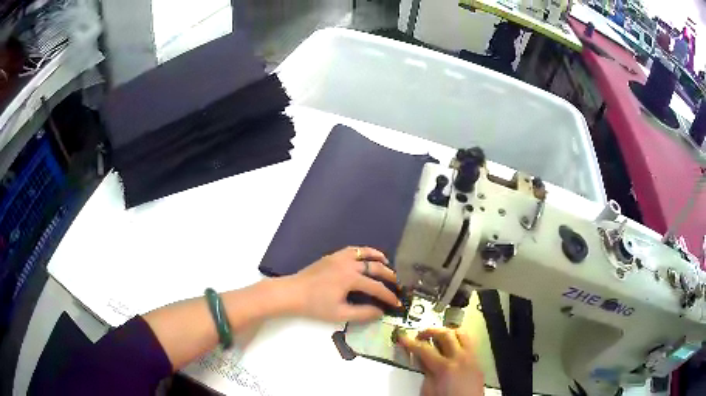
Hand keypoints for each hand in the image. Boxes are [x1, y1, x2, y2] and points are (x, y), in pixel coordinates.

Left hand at [285, 246, 400, 321]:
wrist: (292, 293)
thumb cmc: (315, 306)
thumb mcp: (340, 314)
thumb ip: (363, 313)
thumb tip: (380, 312)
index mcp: (351, 279)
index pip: (376, 287)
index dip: (388, 296)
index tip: (397, 304)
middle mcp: (348, 264)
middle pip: (375, 267)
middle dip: (389, 275)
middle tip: (397, 283)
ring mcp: (339, 258)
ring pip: (363, 253)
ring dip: (377, 257)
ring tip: (386, 262)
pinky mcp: (331, 257)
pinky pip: (352, 250)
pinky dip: (363, 251)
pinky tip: (365, 257)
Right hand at [399, 328, 483, 395]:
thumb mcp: (428, 390)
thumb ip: (425, 372)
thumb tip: (421, 359)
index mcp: (444, 367)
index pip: (424, 349)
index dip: (410, 342)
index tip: (403, 338)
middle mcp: (460, 358)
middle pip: (445, 334)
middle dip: (430, 331)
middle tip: (420, 335)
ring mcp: (472, 357)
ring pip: (461, 333)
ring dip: (447, 332)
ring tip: (438, 337)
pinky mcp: (478, 361)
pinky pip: (469, 343)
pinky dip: (458, 339)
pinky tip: (451, 346)